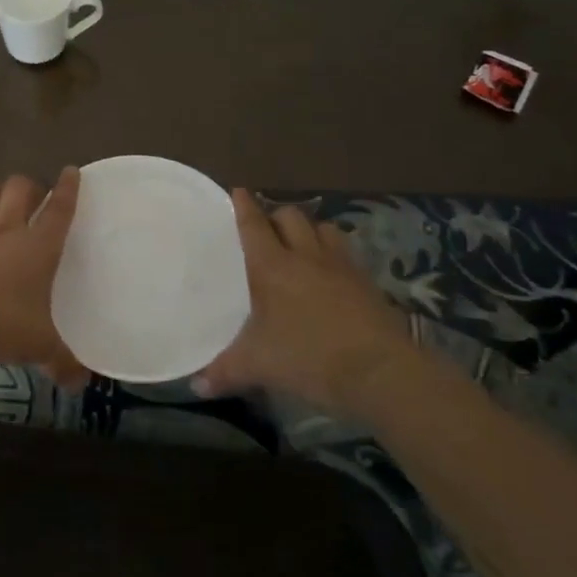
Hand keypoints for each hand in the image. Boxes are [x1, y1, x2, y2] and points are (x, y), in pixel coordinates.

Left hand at [0, 170, 90, 389]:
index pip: (59, 211)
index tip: (71, 172)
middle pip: (20, 192)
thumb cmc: (0, 326)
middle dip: (29, 186)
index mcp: (37, 249)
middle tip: (34, 193)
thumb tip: (81, 382)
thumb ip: (63, 362)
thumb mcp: (40, 347)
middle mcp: (5, 233)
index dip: (68, 189)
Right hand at [192, 191, 412, 416]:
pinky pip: (347, 254)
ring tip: (300, 245)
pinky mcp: (368, 283)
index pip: (254, 224)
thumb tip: (196, 386)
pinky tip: (331, 274)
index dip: (244, 206)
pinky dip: (334, 255)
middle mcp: (306, 256)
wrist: (381, 372)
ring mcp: (341, 266)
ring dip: (310, 230)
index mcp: (272, 266)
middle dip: (276, 216)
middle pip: (291, 216)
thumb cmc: (308, 357)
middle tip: (266, 228)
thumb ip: (224, 371)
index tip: (238, 191)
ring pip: (324, 229)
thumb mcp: (258, 366)